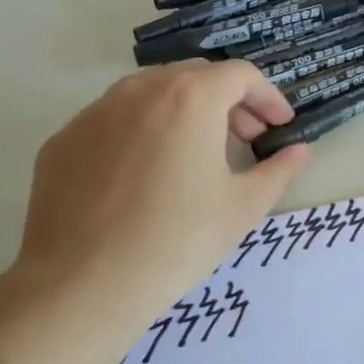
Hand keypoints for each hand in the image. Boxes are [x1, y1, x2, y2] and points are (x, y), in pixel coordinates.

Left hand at [9, 61, 309, 327]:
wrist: (81, 287)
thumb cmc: (176, 241)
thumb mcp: (243, 207)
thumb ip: (279, 170)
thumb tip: (299, 152)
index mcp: (190, 98)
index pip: (241, 75)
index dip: (268, 97)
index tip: (280, 126)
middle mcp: (140, 90)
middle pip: (196, 76)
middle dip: (229, 100)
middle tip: (246, 137)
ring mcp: (94, 113)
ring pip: (152, 93)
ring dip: (185, 110)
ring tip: (197, 153)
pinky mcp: (63, 140)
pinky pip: (114, 120)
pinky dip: (142, 130)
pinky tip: (146, 175)